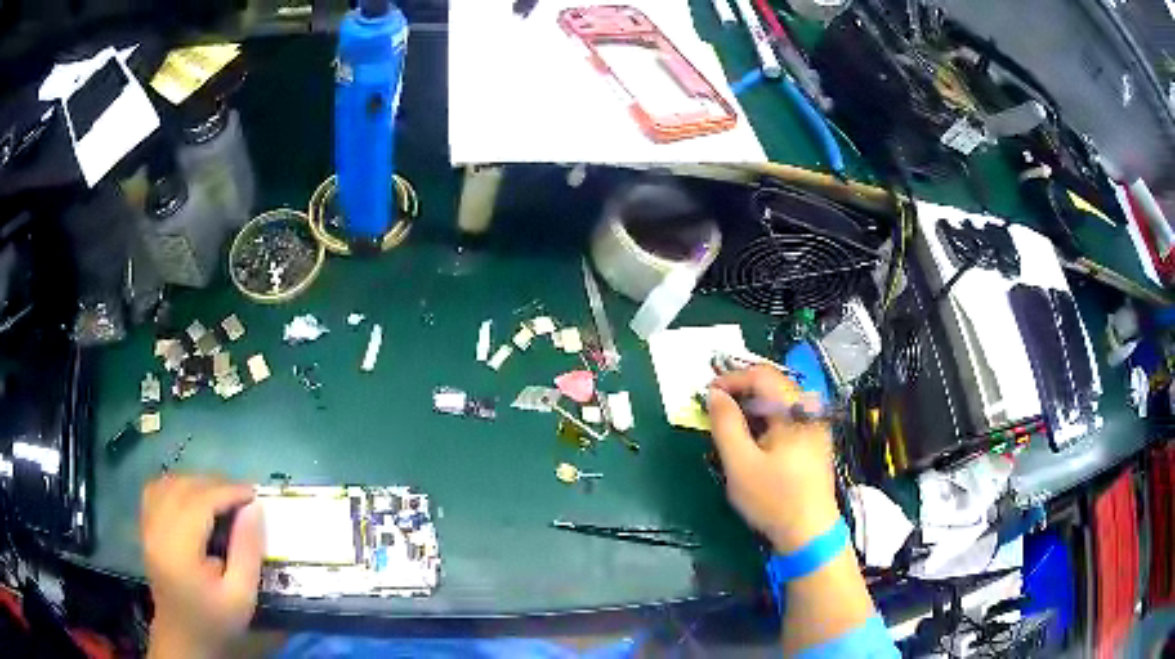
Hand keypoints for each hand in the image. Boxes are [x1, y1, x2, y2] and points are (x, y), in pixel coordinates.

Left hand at [141, 475, 263, 657]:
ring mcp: (147, 527)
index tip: (254, 493)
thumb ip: (247, 551)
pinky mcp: (145, 528)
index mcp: (178, 549)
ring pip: (168, 483)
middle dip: (214, 483)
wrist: (184, 638)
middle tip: (241, 495)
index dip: (228, 491)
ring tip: (219, 496)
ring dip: (195, 483)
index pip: (200, 502)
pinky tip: (192, 498)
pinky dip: (176, 486)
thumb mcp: (241, 596)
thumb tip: (254, 509)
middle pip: (182, 487)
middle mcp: (156, 530)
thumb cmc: (216, 621)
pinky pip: (156, 490)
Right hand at [707, 366, 838, 552]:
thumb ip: (725, 424)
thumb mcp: (740, 464)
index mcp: (795, 410)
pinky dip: (765, 419)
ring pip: (779, 401)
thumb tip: (714, 394)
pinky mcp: (815, 440)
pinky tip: (753, 439)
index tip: (707, 395)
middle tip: (714, 410)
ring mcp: (816, 425)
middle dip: (740, 392)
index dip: (731, 379)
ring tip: (729, 426)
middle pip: (773, 384)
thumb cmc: (773, 499)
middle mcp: (810, 410)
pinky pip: (787, 416)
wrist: (810, 533)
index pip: (761, 375)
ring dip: (752, 407)